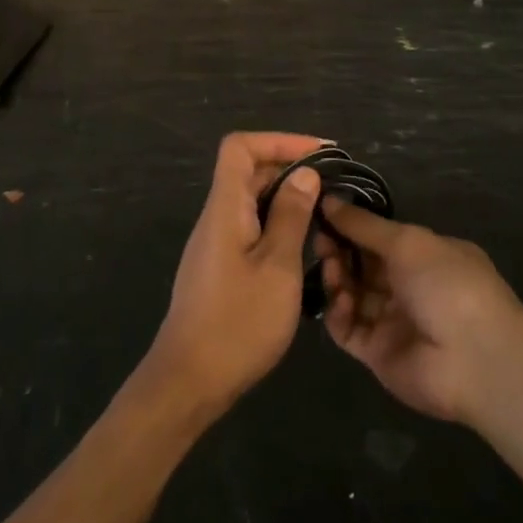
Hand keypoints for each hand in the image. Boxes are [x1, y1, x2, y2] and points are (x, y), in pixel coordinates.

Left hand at [144, 132, 328, 421]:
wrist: (189, 381)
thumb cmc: (238, 323)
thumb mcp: (277, 268)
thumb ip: (291, 216)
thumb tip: (305, 175)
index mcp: (225, 208)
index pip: (240, 147)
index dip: (280, 140)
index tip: (321, 154)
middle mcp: (216, 217)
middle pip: (247, 170)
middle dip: (290, 166)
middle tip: (333, 183)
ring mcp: (215, 242)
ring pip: (250, 199)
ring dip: (286, 197)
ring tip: (325, 211)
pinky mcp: (220, 266)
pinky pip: (249, 226)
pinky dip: (277, 222)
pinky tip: (303, 244)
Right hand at [316, 201, 522, 422]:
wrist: (474, 359)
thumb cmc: (446, 284)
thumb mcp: (406, 241)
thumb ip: (364, 224)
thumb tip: (328, 200)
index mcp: (425, 257)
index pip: (380, 238)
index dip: (353, 226)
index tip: (323, 213)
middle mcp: (409, 287)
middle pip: (362, 266)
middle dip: (339, 250)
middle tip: (318, 239)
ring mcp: (393, 322)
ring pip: (352, 295)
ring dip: (337, 279)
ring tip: (329, 267)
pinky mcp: (377, 353)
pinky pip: (348, 328)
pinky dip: (339, 313)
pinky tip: (341, 301)